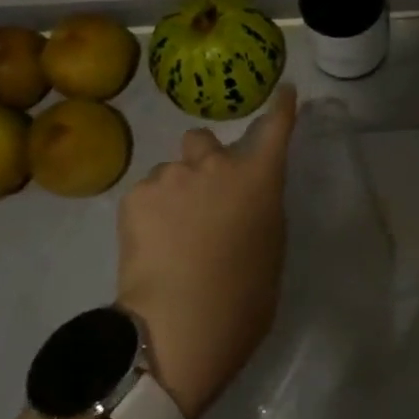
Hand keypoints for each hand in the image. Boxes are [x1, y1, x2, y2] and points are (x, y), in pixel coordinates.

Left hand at [114, 85, 298, 418]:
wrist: (178, 328)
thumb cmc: (243, 299)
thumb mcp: (270, 247)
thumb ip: (259, 209)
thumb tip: (243, 200)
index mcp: (258, 177)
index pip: (276, 127)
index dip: (281, 107)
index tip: (283, 90)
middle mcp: (216, 164)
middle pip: (204, 139)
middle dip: (204, 159)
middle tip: (202, 198)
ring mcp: (172, 176)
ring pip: (171, 169)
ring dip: (175, 189)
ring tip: (170, 233)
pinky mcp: (135, 195)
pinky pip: (146, 193)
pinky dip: (150, 211)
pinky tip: (151, 245)